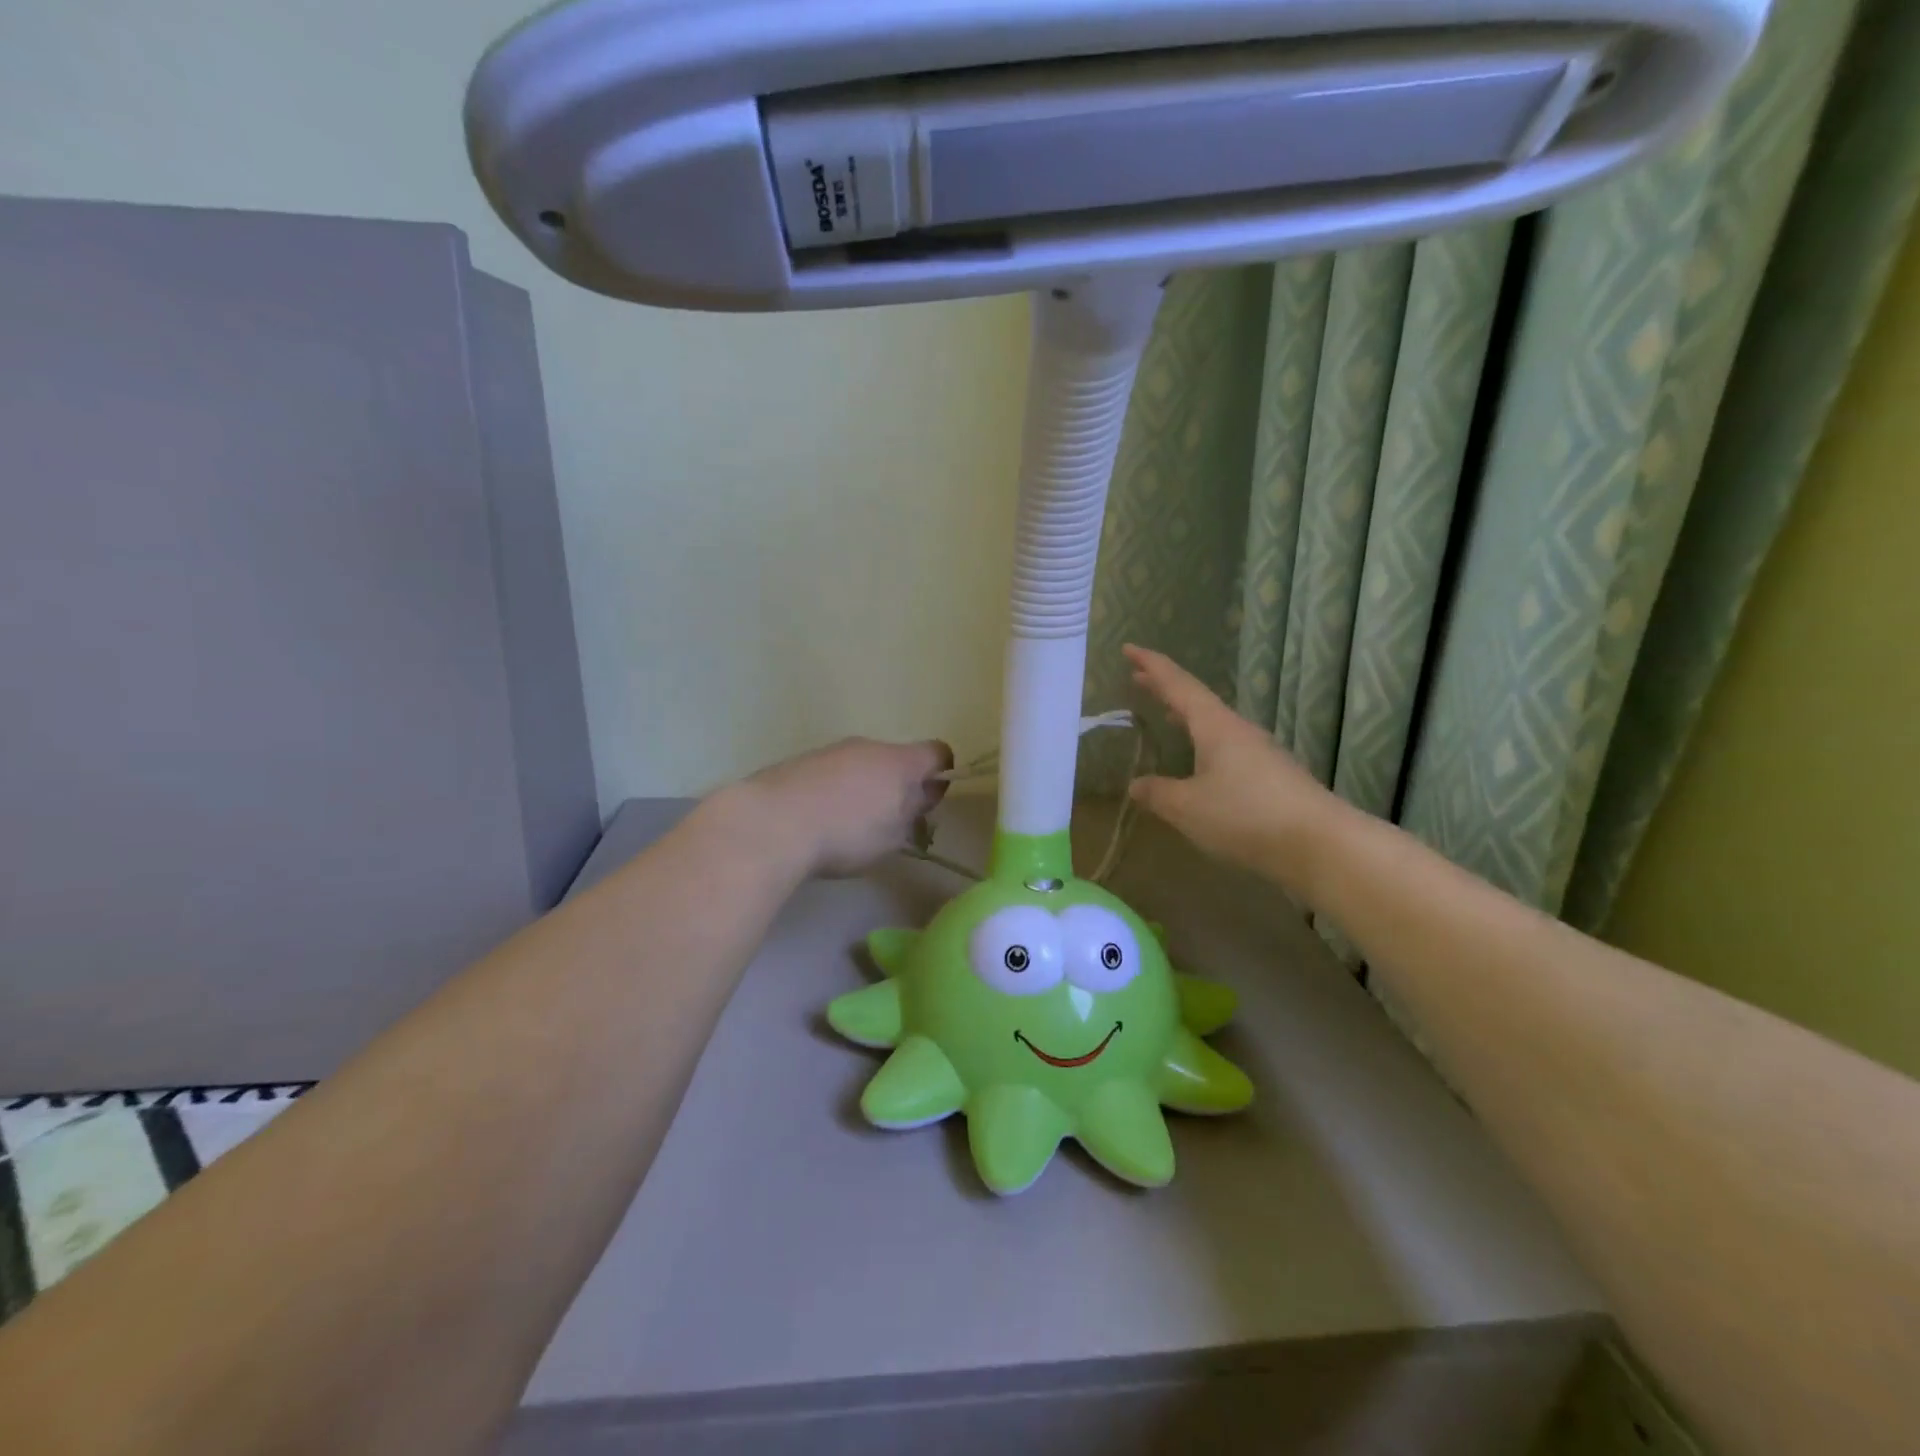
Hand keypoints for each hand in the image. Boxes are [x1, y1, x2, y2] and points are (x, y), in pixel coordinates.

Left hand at [738, 737, 953, 878]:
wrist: (771, 823)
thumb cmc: (846, 833)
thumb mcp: (892, 835)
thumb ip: (912, 812)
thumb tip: (922, 795)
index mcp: (900, 762)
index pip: (938, 753)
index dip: (941, 775)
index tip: (928, 803)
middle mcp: (868, 746)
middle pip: (896, 759)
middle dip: (897, 786)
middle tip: (887, 824)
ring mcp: (831, 750)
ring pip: (861, 765)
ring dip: (862, 788)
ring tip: (846, 827)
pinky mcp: (800, 761)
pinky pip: (830, 773)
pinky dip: (832, 790)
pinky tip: (817, 821)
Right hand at [1124, 646, 1345, 901]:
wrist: (1321, 845)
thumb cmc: (1246, 816)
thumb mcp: (1188, 807)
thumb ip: (1158, 793)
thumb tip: (1135, 784)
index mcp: (1215, 726)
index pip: (1178, 685)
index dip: (1151, 666)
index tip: (1128, 648)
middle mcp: (1239, 731)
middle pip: (1197, 700)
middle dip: (1166, 688)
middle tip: (1138, 678)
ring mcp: (1260, 753)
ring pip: (1215, 725)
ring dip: (1188, 717)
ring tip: (1167, 715)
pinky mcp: (1272, 777)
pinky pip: (1228, 749)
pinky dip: (1205, 744)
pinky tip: (1200, 764)